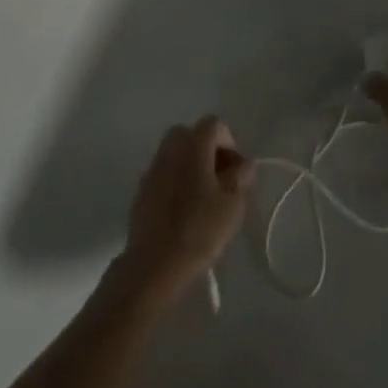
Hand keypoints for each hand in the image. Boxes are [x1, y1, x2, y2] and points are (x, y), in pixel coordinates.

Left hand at [116, 117, 252, 305]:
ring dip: (192, 164)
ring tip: (204, 196)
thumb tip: (245, 163)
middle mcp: (170, 148)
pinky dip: (176, 179)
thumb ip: (241, 177)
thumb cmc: (199, 229)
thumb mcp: (232, 205)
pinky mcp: (142, 189)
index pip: (213, 124)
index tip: (236, 170)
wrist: (154, 263)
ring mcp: (153, 167)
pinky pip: (164, 172)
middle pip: (192, 134)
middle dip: (209, 150)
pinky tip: (184, 209)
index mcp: (193, 145)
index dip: (229, 142)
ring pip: (176, 152)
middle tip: (221, 179)